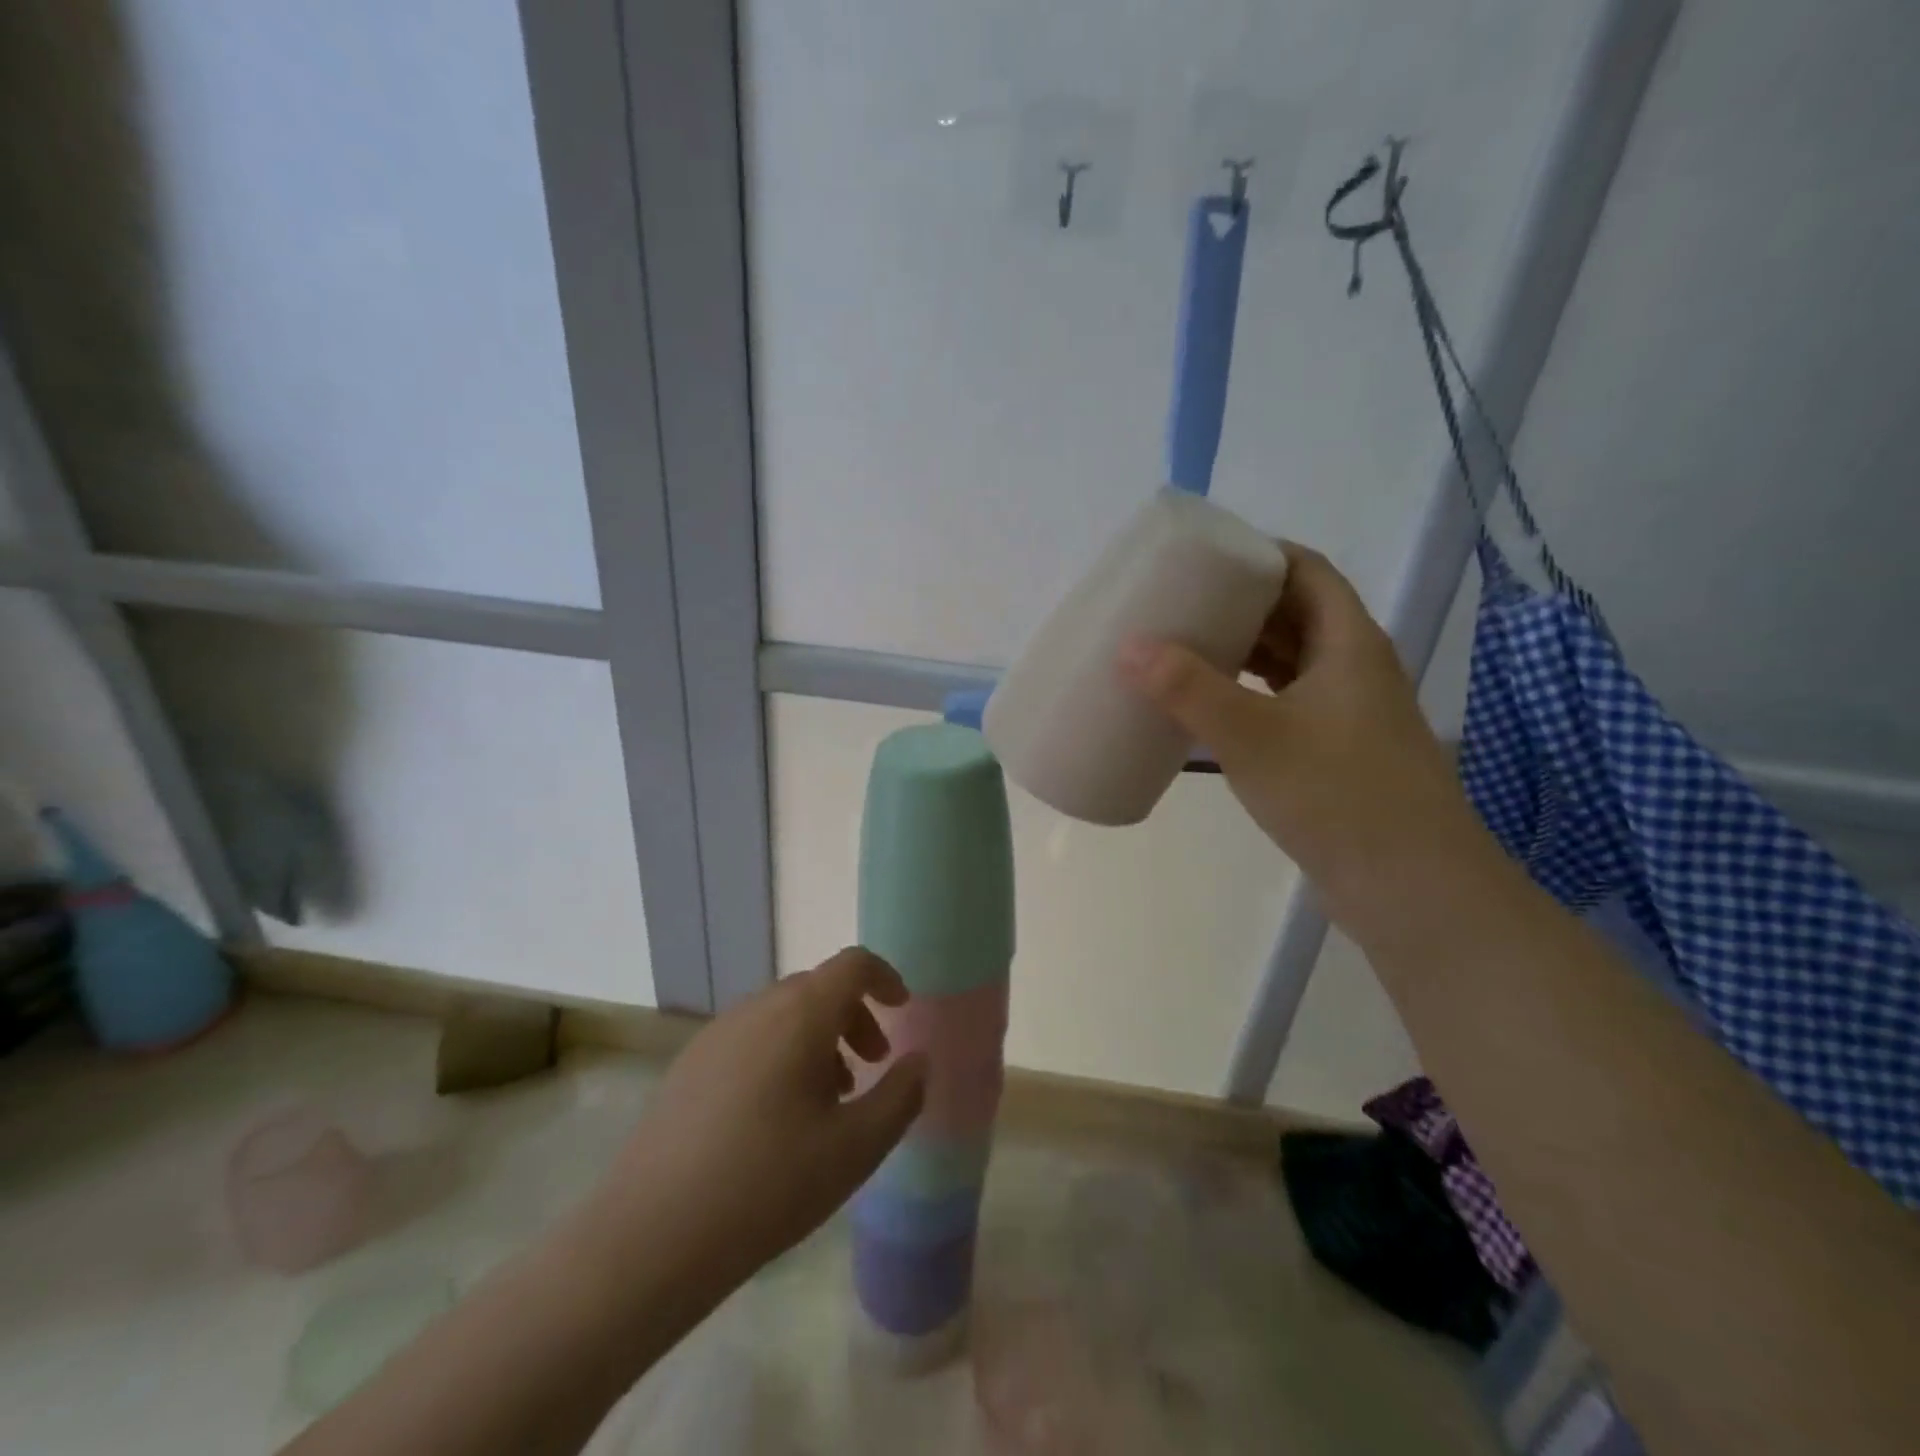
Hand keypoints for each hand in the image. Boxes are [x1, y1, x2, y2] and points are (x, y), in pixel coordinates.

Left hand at [583, 948, 926, 1288]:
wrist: (652, 1235)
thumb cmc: (769, 1184)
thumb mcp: (856, 1148)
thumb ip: (900, 1096)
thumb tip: (919, 1061)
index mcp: (800, 1014)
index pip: (853, 965)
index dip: (885, 978)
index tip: (902, 1011)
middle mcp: (757, 1008)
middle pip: (818, 988)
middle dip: (853, 1017)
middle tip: (871, 1067)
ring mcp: (717, 1034)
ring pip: (783, 1014)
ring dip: (817, 1039)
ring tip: (828, 1100)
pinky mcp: (689, 1064)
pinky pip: (750, 1038)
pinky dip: (780, 1054)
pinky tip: (776, 1118)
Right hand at [1116, 544, 1481, 915]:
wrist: (1411, 889)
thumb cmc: (1338, 795)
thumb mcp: (1254, 736)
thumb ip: (1189, 690)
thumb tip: (1130, 646)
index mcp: (1349, 644)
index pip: (1307, 572)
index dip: (1261, 555)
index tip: (1206, 557)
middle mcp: (1354, 670)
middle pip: (1297, 616)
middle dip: (1241, 605)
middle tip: (1180, 604)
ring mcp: (1349, 716)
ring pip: (1291, 666)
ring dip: (1243, 655)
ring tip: (1185, 651)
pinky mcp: (1336, 757)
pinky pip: (1286, 707)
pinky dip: (1249, 699)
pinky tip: (1211, 715)